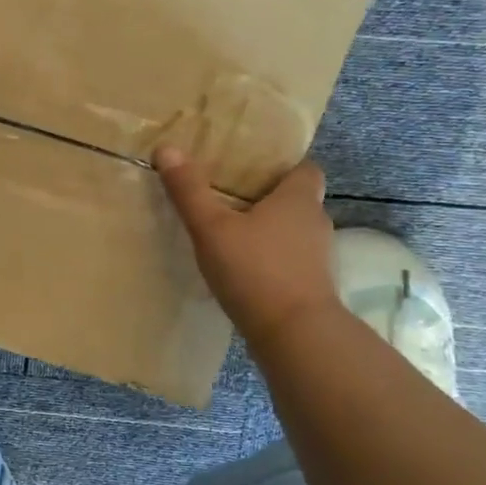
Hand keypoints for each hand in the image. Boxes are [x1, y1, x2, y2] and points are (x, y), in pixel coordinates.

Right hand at [155, 148, 340, 339]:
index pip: (305, 168)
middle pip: (297, 199)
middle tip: (231, 196)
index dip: (284, 165)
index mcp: (298, 198)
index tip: (255, 167)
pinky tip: (243, 269)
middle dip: (268, 197)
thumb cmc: (255, 270)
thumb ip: (189, 190)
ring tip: (232, 233)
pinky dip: (271, 260)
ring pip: (293, 232)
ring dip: (269, 231)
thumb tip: (167, 148)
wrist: (295, 336)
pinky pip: (290, 261)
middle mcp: (315, 222)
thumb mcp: (211, 227)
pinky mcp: (312, 287)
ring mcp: (318, 258)